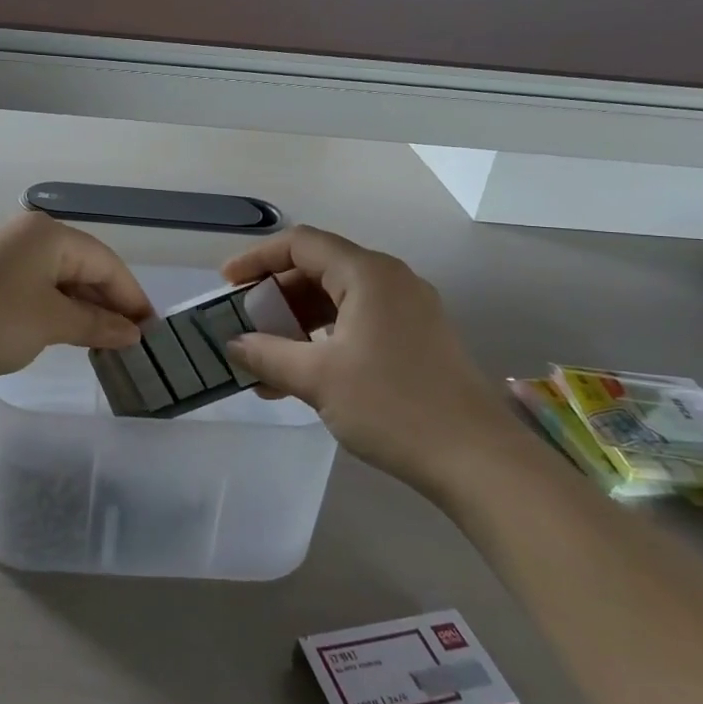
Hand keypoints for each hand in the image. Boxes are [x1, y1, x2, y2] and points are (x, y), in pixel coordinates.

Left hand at [0, 212, 153, 382]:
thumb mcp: (51, 323)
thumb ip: (97, 325)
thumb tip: (132, 332)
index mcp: (48, 234)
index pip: (106, 262)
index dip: (131, 297)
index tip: (151, 330)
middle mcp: (27, 234)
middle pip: (82, 266)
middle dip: (108, 303)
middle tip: (130, 339)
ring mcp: (1, 253)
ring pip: (57, 278)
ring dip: (82, 308)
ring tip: (103, 340)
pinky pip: (34, 286)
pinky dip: (55, 308)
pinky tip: (66, 331)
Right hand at [221, 226, 536, 497]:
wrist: (477, 459)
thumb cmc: (392, 405)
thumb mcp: (317, 378)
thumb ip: (267, 355)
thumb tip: (234, 345)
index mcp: (368, 274)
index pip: (301, 244)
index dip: (258, 258)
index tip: (226, 283)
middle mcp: (390, 281)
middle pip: (319, 270)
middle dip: (275, 296)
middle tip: (243, 323)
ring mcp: (408, 311)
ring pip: (337, 301)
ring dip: (296, 324)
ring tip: (264, 359)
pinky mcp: (416, 340)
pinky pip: (357, 324)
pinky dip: (323, 340)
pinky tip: (300, 377)